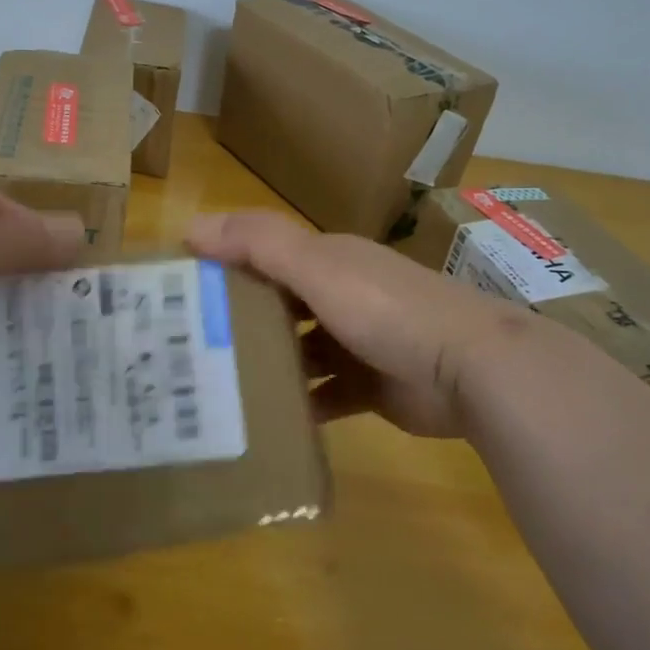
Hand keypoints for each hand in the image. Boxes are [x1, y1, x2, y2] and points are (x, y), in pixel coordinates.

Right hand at [187, 211, 550, 438]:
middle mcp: (340, 297)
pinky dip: (298, 405)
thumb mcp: (318, 267)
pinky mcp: (369, 388)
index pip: (263, 255)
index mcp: (327, 261)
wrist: (471, 368)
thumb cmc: (386, 308)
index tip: (178, 291)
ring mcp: (356, 344)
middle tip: (186, 348)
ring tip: (214, 389)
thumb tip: (190, 227)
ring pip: (297, 352)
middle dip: (237, 321)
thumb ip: (258, 243)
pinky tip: (264, 421)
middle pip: (277, 305)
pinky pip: (322, 395)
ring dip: (265, 366)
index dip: (222, 266)